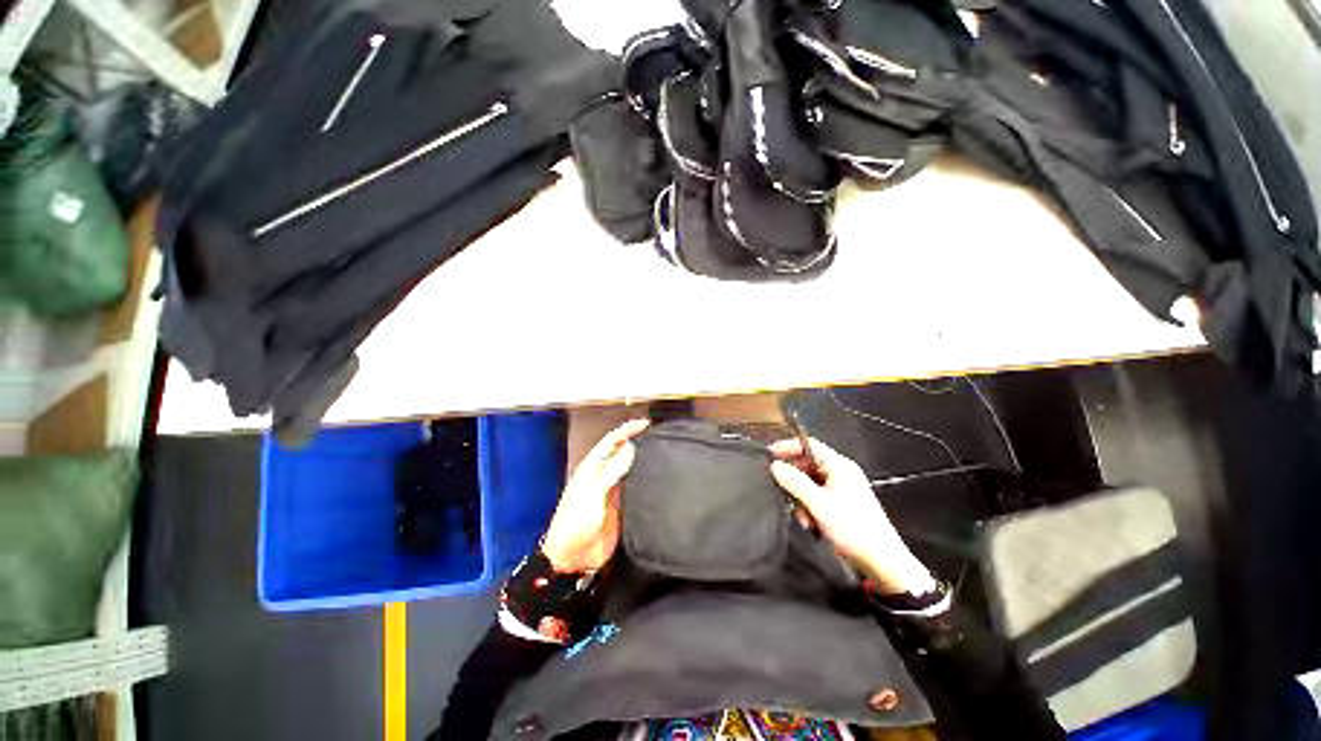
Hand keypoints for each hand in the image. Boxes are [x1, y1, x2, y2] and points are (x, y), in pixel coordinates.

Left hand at [540, 418, 650, 573]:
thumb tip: (630, 447)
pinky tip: (657, 478)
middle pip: (621, 452)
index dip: (627, 430)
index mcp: (592, 468)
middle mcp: (602, 475)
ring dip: (641, 459)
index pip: (611, 441)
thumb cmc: (576, 522)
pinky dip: (644, 479)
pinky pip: (634, 487)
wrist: (573, 558)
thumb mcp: (593, 493)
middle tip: (657, 435)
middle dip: (636, 440)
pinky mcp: (621, 505)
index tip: (645, 423)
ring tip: (660, 452)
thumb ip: (612, 470)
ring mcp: (612, 491)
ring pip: (629, 468)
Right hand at [770, 437, 937, 595]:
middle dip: (794, 479)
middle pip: (808, 464)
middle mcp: (841, 473)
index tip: (769, 455)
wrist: (882, 562)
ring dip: (801, 497)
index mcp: (840, 466)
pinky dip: (810, 506)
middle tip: (783, 492)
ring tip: (802, 517)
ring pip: (810, 483)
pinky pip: (818, 496)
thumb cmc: (852, 528)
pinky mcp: (842, 504)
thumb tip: (775, 466)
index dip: (788, 447)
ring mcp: (843, 488)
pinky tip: (810, 523)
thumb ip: (795, 482)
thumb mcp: (819, 504)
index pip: (809, 445)